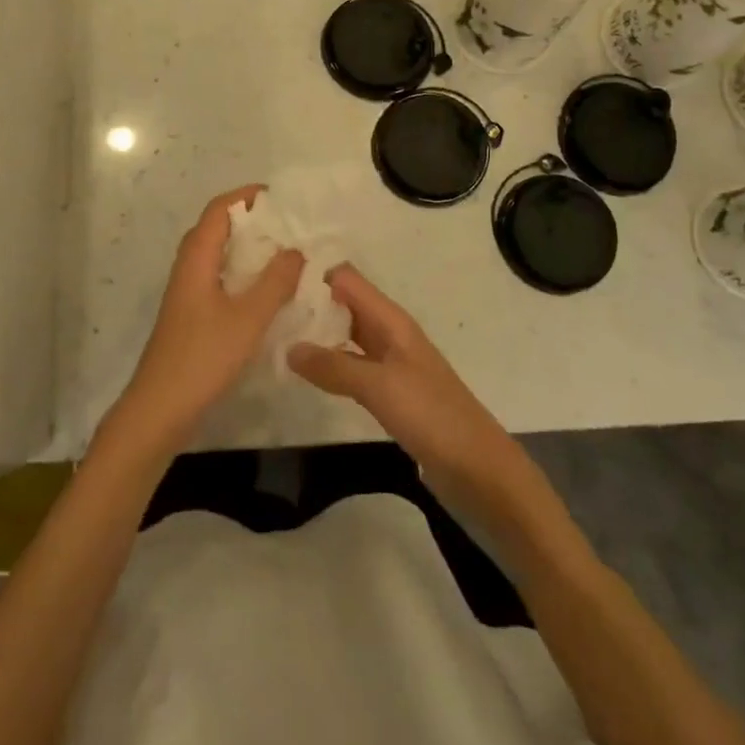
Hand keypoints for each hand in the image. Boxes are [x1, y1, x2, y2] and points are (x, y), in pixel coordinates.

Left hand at [104, 186, 303, 462]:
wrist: (160, 408)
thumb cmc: (203, 357)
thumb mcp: (248, 318)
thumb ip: (275, 282)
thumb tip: (296, 250)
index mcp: (196, 259)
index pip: (218, 210)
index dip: (246, 197)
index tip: (279, 197)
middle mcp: (188, 269)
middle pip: (216, 229)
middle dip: (250, 221)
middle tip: (288, 226)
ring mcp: (187, 293)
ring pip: (217, 257)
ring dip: (247, 249)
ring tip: (284, 254)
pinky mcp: (191, 316)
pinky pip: (218, 279)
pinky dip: (242, 275)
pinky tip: (266, 293)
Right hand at [289, 266, 531, 516]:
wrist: (478, 469)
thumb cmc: (432, 416)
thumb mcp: (379, 386)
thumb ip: (334, 365)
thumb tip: (288, 347)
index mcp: (391, 321)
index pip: (346, 279)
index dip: (314, 274)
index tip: (273, 280)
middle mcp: (389, 334)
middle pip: (344, 304)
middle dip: (310, 303)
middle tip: (265, 311)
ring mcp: (390, 364)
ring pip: (346, 335)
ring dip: (317, 334)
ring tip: (275, 337)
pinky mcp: (389, 392)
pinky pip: (352, 365)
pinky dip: (329, 363)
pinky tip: (305, 374)